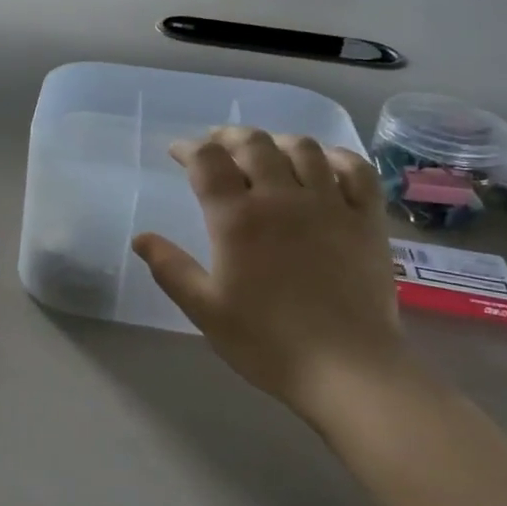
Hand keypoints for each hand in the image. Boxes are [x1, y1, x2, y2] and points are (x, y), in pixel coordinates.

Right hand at [133, 129, 410, 414]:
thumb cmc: (268, 342)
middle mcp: (282, 198)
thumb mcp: (205, 310)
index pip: (207, 161)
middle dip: (228, 136)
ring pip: (302, 147)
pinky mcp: (365, 219)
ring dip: (276, 140)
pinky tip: (323, 161)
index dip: (188, 148)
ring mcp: (329, 204)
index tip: (177, 151)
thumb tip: (140, 238)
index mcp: (237, 218)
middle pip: (253, 143)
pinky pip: (356, 169)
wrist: (347, 368)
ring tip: (264, 149)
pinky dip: (336, 156)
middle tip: (216, 144)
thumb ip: (170, 268)